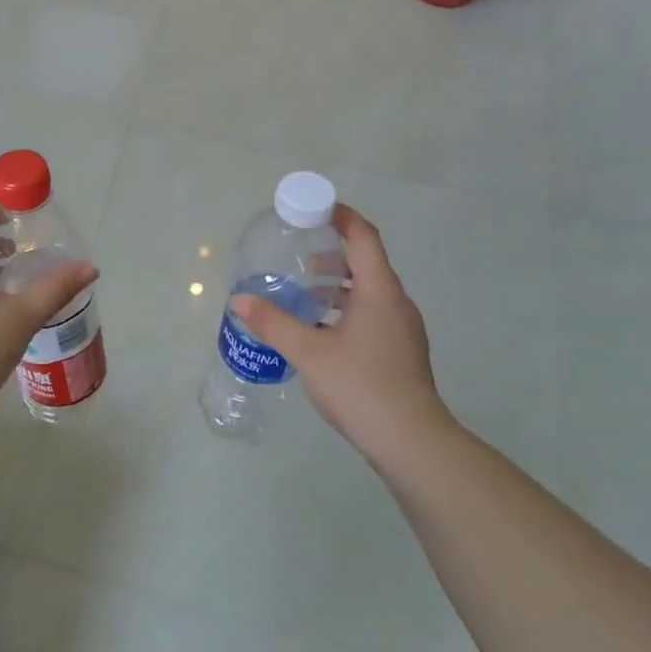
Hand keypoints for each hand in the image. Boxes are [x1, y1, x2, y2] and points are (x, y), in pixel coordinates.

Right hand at [231, 204, 453, 471]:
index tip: (316, 209)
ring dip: (337, 289)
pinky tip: (320, 335)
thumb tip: (239, 300)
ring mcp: (402, 331)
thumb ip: (273, 323)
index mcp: (379, 291)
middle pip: (366, 265)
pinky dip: (345, 313)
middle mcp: (396, 304)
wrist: (411, 441)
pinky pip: (371, 318)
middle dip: (332, 258)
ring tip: (303, 297)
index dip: (342, 218)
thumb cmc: (361, 386)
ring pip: (368, 295)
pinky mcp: (400, 354)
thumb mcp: (308, 352)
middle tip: (298, 260)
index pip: (363, 238)